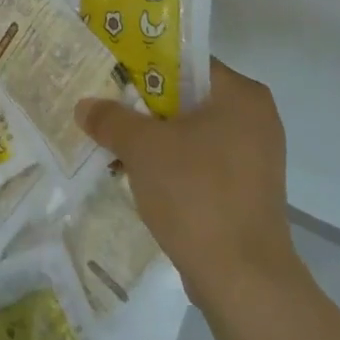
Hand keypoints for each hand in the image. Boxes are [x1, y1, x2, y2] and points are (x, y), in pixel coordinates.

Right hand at [75, 59, 302, 306]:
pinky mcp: (246, 190)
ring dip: (153, 136)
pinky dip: (170, 162)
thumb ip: (111, 118)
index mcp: (241, 95)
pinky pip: (199, 160)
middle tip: (103, 104)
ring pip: (190, 131)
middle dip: (142, 103)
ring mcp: (253, 157)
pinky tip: (136, 173)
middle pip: (186, 96)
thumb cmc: (196, 194)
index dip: (143, 63)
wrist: (242, 278)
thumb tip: (85, 106)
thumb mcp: (142, 148)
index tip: (109, 72)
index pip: (185, 61)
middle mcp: (255, 118)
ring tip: (111, 140)